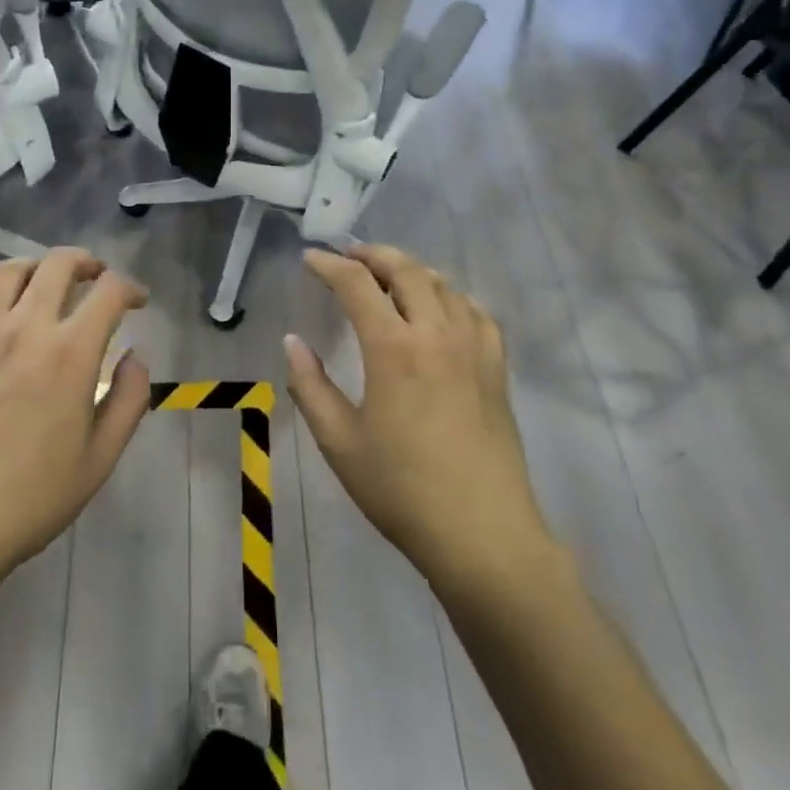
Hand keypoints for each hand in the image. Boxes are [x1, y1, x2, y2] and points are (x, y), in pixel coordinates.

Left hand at [0, 248, 150, 588]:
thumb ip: (129, 401)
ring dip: (36, 266)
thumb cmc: (30, 499)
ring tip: (47, 281)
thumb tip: (135, 356)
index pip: (109, 293)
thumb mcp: (100, 460)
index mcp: (70, 355)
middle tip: (96, 276)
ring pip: (9, 270)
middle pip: (59, 264)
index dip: (130, 287)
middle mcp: (26, 329)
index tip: (137, 300)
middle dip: (86, 262)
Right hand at [286, 245, 554, 588]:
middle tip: (349, 257)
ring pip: (443, 284)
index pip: (356, 284)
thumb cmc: (402, 490)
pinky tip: (442, 309)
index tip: (310, 259)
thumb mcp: (339, 442)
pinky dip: (451, 296)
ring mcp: (473, 347)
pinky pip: (475, 311)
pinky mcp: (496, 367)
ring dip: (411, 270)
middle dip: (373, 254)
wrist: (483, 535)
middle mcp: (436, 333)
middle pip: (406, 269)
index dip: (329, 265)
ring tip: (389, 277)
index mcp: (393, 348)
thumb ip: (310, 386)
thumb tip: (292, 342)